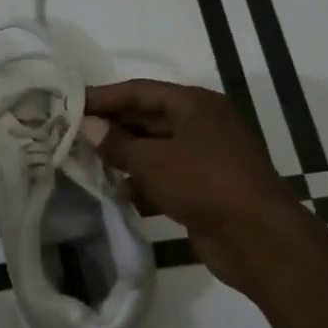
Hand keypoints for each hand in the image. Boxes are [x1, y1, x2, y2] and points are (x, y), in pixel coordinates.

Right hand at [84, 79, 302, 295]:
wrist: (255, 236)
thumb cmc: (203, 183)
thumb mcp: (152, 160)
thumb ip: (117, 143)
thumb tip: (88, 127)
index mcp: (195, 104)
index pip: (140, 91)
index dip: (105, 97)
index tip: (71, 104)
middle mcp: (202, 125)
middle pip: (148, 119)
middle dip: (112, 129)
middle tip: (72, 135)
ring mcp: (205, 158)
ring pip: (155, 151)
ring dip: (125, 159)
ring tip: (88, 166)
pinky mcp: (204, 189)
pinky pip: (165, 179)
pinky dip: (144, 185)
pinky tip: (120, 195)